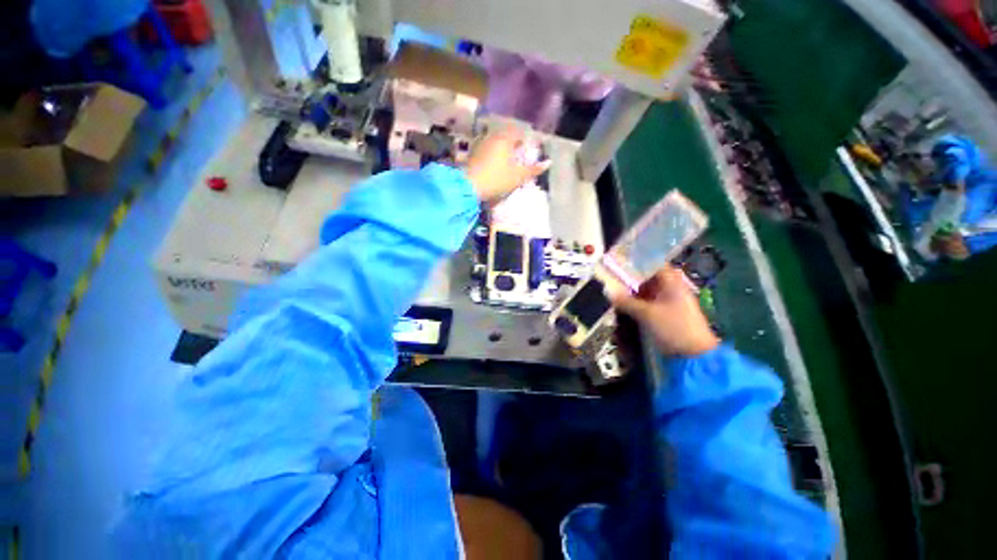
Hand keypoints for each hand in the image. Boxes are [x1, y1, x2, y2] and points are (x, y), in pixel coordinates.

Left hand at [465, 129, 549, 204]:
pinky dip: (492, 154)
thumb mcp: (517, 177)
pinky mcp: (472, 154)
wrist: (469, 187)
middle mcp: (492, 137)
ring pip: (494, 142)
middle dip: (513, 144)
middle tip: (519, 154)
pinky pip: (486, 149)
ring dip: (502, 148)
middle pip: (505, 136)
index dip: (524, 139)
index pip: (518, 132)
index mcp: (504, 139)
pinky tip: (494, 164)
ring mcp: (480, 144)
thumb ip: (533, 169)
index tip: (528, 148)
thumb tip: (548, 162)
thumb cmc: (496, 180)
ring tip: (507, 160)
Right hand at [608, 266, 719, 356]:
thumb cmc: (673, 327)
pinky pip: (646, 302)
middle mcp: (670, 289)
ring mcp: (667, 301)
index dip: (636, 261)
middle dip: (630, 277)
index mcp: (672, 283)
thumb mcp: (647, 313)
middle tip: (611, 275)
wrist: (693, 355)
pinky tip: (621, 302)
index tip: (619, 260)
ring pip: (646, 291)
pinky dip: (635, 301)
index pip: (653, 264)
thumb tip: (608, 292)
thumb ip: (626, 302)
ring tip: (612, 288)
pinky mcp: (664, 313)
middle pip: (648, 277)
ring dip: (631, 290)